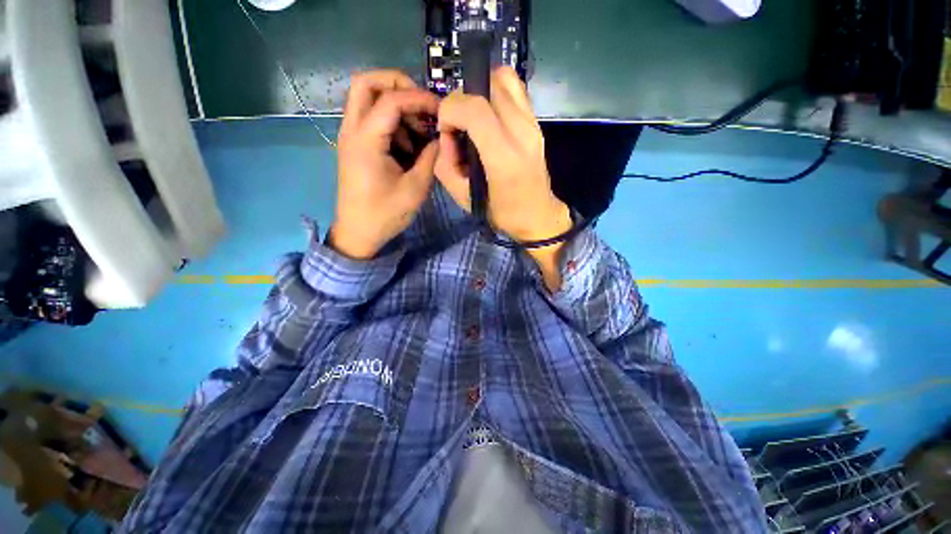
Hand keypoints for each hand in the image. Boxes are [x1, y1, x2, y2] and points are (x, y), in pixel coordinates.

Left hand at [330, 70, 439, 259]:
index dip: (419, 99)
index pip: (391, 99)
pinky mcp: (354, 145)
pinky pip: (370, 118)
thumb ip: (430, 158)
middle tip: (422, 104)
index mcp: (366, 140)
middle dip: (397, 85)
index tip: (441, 110)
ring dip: (396, 105)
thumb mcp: (416, 188)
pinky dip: (391, 122)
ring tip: (419, 132)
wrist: (358, 232)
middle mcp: (352, 130)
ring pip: (367, 98)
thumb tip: (439, 138)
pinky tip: (407, 145)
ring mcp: (350, 136)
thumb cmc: (386, 214)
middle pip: (366, 83)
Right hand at [436, 67, 570, 288]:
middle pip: (487, 86)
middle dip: (462, 100)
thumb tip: (445, 137)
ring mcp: (533, 124)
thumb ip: (445, 165)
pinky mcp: (537, 122)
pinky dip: (496, 93)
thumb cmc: (501, 212)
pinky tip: (490, 117)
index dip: (450, 110)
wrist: (538, 215)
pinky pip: (515, 89)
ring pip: (503, 78)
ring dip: (480, 91)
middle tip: (459, 126)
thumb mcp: (463, 198)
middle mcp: (522, 133)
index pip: (474, 109)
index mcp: (503, 157)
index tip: (445, 129)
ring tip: (473, 118)